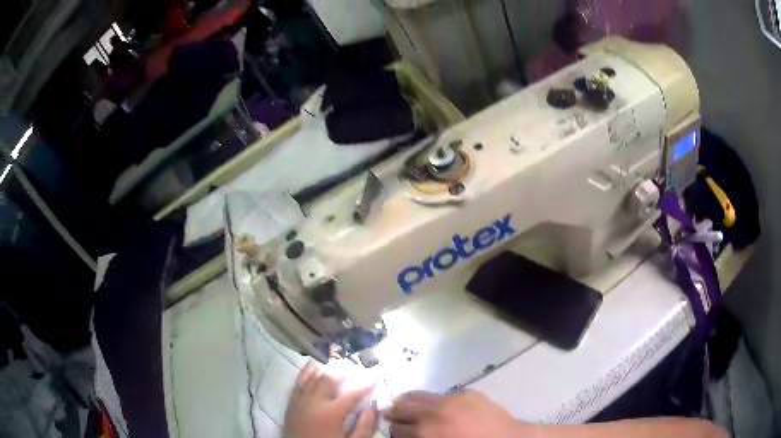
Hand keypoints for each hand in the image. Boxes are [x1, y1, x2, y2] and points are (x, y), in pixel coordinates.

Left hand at [284, 362, 376, 437]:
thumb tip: (373, 406)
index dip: (366, 383)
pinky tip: (311, 366)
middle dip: (343, 371)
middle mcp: (314, 402)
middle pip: (329, 380)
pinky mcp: (291, 403)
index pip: (353, 394)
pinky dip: (306, 373)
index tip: (376, 374)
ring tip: (337, 363)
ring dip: (326, 369)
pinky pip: (298, 383)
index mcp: (331, 413)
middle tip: (355, 366)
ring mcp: (300, 401)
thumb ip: (364, 425)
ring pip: (313, 378)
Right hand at [384, 390, 534, 437]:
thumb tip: (410, 434)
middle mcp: (435, 412)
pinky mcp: (468, 393)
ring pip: (421, 396)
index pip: (397, 428)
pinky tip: (437, 406)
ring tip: (402, 402)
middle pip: (404, 407)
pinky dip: (435, 400)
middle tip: (388, 412)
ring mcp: (452, 399)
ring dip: (409, 400)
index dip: (392, 430)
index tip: (391, 430)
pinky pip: (444, 395)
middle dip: (394, 411)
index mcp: (426, 431)